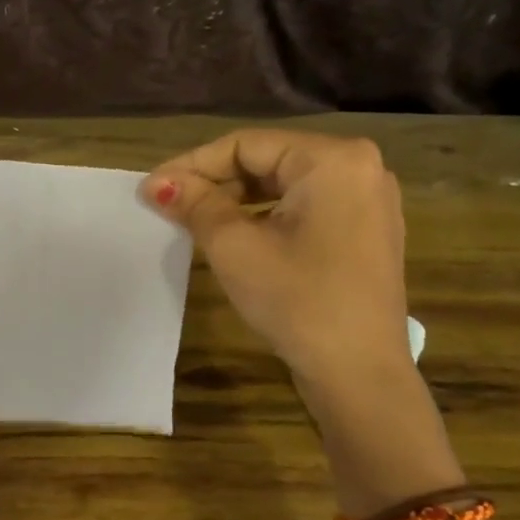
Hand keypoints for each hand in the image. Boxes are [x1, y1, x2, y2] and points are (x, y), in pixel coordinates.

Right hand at [142, 131, 456, 506]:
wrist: (360, 374)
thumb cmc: (297, 300)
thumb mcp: (235, 247)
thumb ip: (195, 204)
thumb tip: (157, 183)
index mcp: (333, 159)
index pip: (245, 145)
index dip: (192, 165)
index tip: (151, 188)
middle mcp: (359, 167)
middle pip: (268, 161)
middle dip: (214, 182)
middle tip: (169, 206)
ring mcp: (368, 200)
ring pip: (285, 185)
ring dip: (237, 199)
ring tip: (194, 220)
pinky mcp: (366, 230)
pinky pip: (305, 207)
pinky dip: (266, 216)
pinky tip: (236, 236)